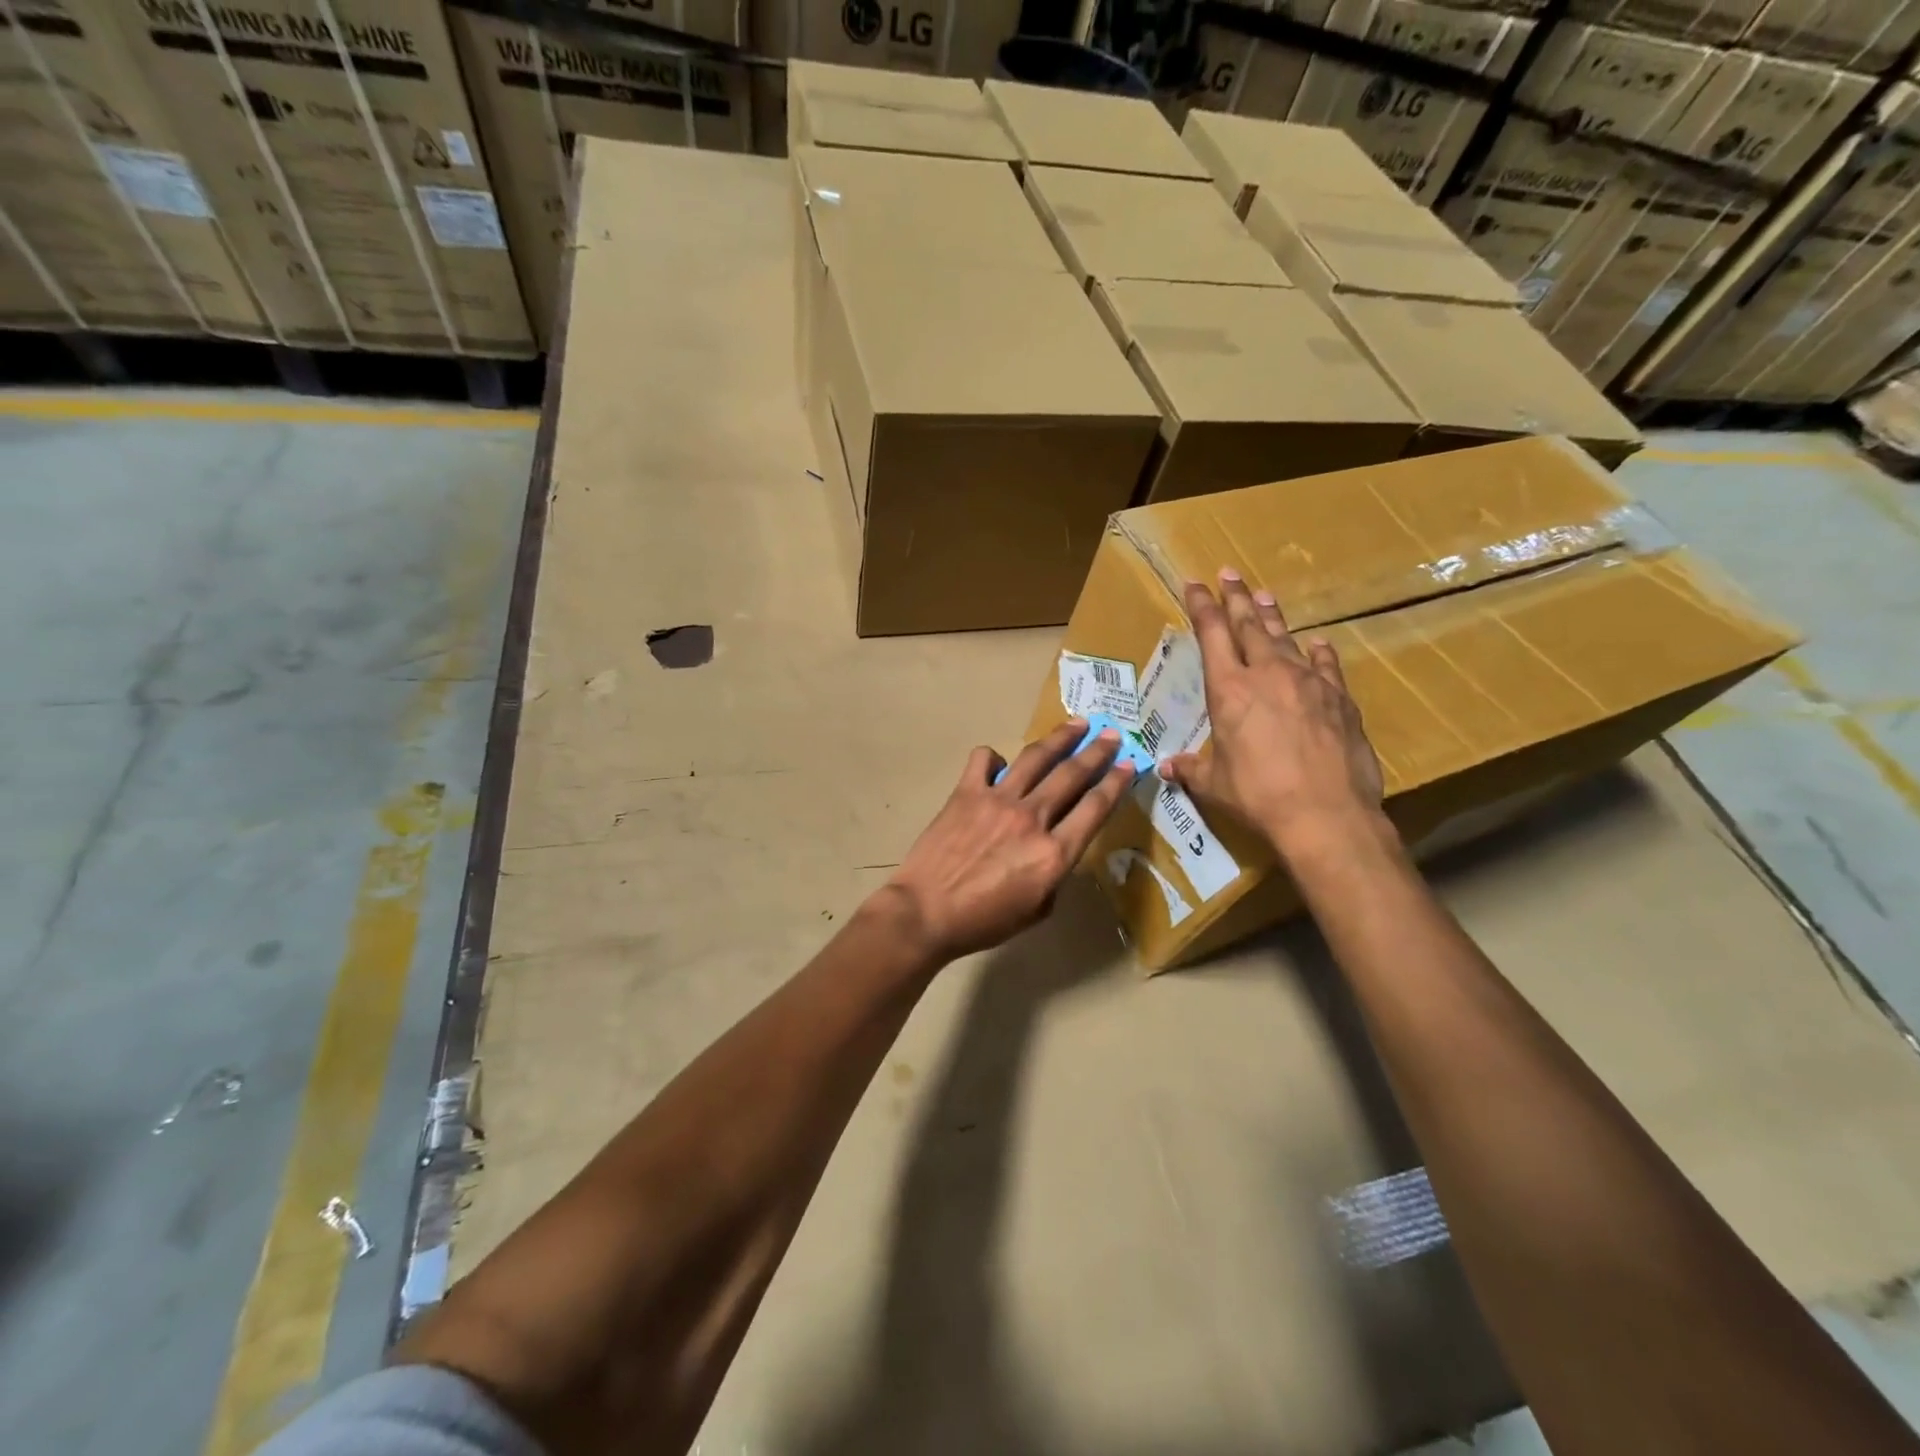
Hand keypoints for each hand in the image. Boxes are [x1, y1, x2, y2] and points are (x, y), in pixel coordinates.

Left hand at [882, 719, 1136, 963]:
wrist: (925, 913)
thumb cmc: (983, 922)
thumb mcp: (1037, 911)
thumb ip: (1054, 875)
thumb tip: (1053, 848)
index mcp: (1054, 853)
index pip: (1095, 808)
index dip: (1117, 783)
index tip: (1130, 765)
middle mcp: (1031, 818)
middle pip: (1072, 775)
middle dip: (1097, 752)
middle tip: (1112, 735)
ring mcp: (997, 800)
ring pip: (1036, 758)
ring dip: (1060, 738)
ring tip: (1077, 723)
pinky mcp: (966, 792)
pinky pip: (983, 760)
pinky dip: (994, 756)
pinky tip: (999, 762)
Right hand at [1159, 570, 1386, 864]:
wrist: (1325, 814)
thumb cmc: (1258, 796)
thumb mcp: (1213, 783)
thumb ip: (1190, 768)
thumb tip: (1167, 767)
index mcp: (1229, 690)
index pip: (1211, 634)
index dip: (1201, 605)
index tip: (1194, 583)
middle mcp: (1267, 674)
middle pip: (1249, 625)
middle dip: (1235, 597)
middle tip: (1229, 572)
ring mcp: (1308, 682)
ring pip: (1286, 638)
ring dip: (1272, 616)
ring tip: (1263, 596)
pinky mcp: (1340, 699)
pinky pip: (1325, 665)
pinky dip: (1316, 652)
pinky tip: (1315, 643)